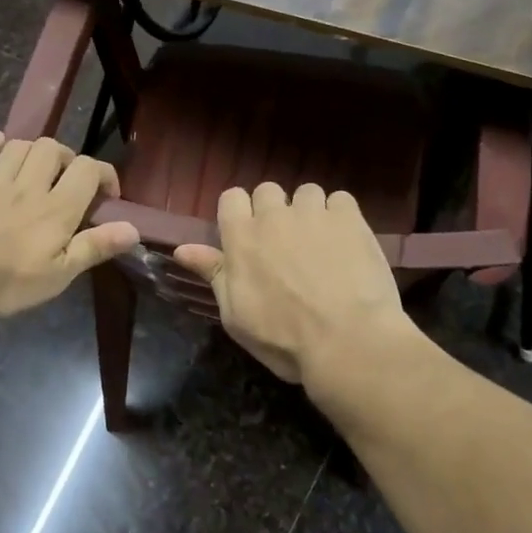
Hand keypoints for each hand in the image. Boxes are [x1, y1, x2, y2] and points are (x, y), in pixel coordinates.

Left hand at [0, 132, 139, 316]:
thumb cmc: (7, 280)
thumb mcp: (59, 274)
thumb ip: (94, 247)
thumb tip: (133, 229)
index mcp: (57, 208)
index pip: (88, 170)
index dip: (104, 174)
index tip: (108, 194)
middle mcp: (29, 186)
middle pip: (52, 149)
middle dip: (66, 157)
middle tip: (67, 180)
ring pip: (18, 147)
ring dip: (32, 151)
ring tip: (36, 169)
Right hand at [173, 182, 409, 389]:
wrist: (348, 342)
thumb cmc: (284, 339)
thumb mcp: (236, 315)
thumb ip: (213, 274)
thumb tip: (182, 249)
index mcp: (241, 237)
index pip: (231, 197)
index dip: (239, 213)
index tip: (249, 236)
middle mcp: (274, 216)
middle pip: (268, 190)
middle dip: (274, 210)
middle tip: (285, 243)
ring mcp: (313, 213)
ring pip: (306, 192)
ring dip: (309, 211)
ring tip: (320, 242)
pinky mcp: (349, 218)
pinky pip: (340, 199)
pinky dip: (341, 216)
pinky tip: (347, 241)